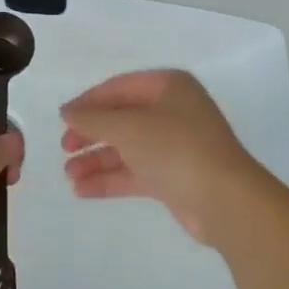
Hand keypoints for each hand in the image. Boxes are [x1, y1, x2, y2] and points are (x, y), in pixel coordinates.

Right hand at [60, 70, 272, 244]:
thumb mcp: (128, 127)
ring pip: (127, 148)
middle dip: (92, 134)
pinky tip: (83, 190)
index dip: (89, 102)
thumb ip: (93, 118)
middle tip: (65, 149)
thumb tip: (66, 111)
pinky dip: (111, 179)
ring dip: (97, 160)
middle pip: (122, 118)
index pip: (119, 87)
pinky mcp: (175, 177)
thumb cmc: (176, 148)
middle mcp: (173, 111)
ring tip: (69, 175)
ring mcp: (175, 145)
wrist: (225, 201)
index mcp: (168, 86)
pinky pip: (136, 172)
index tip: (63, 119)